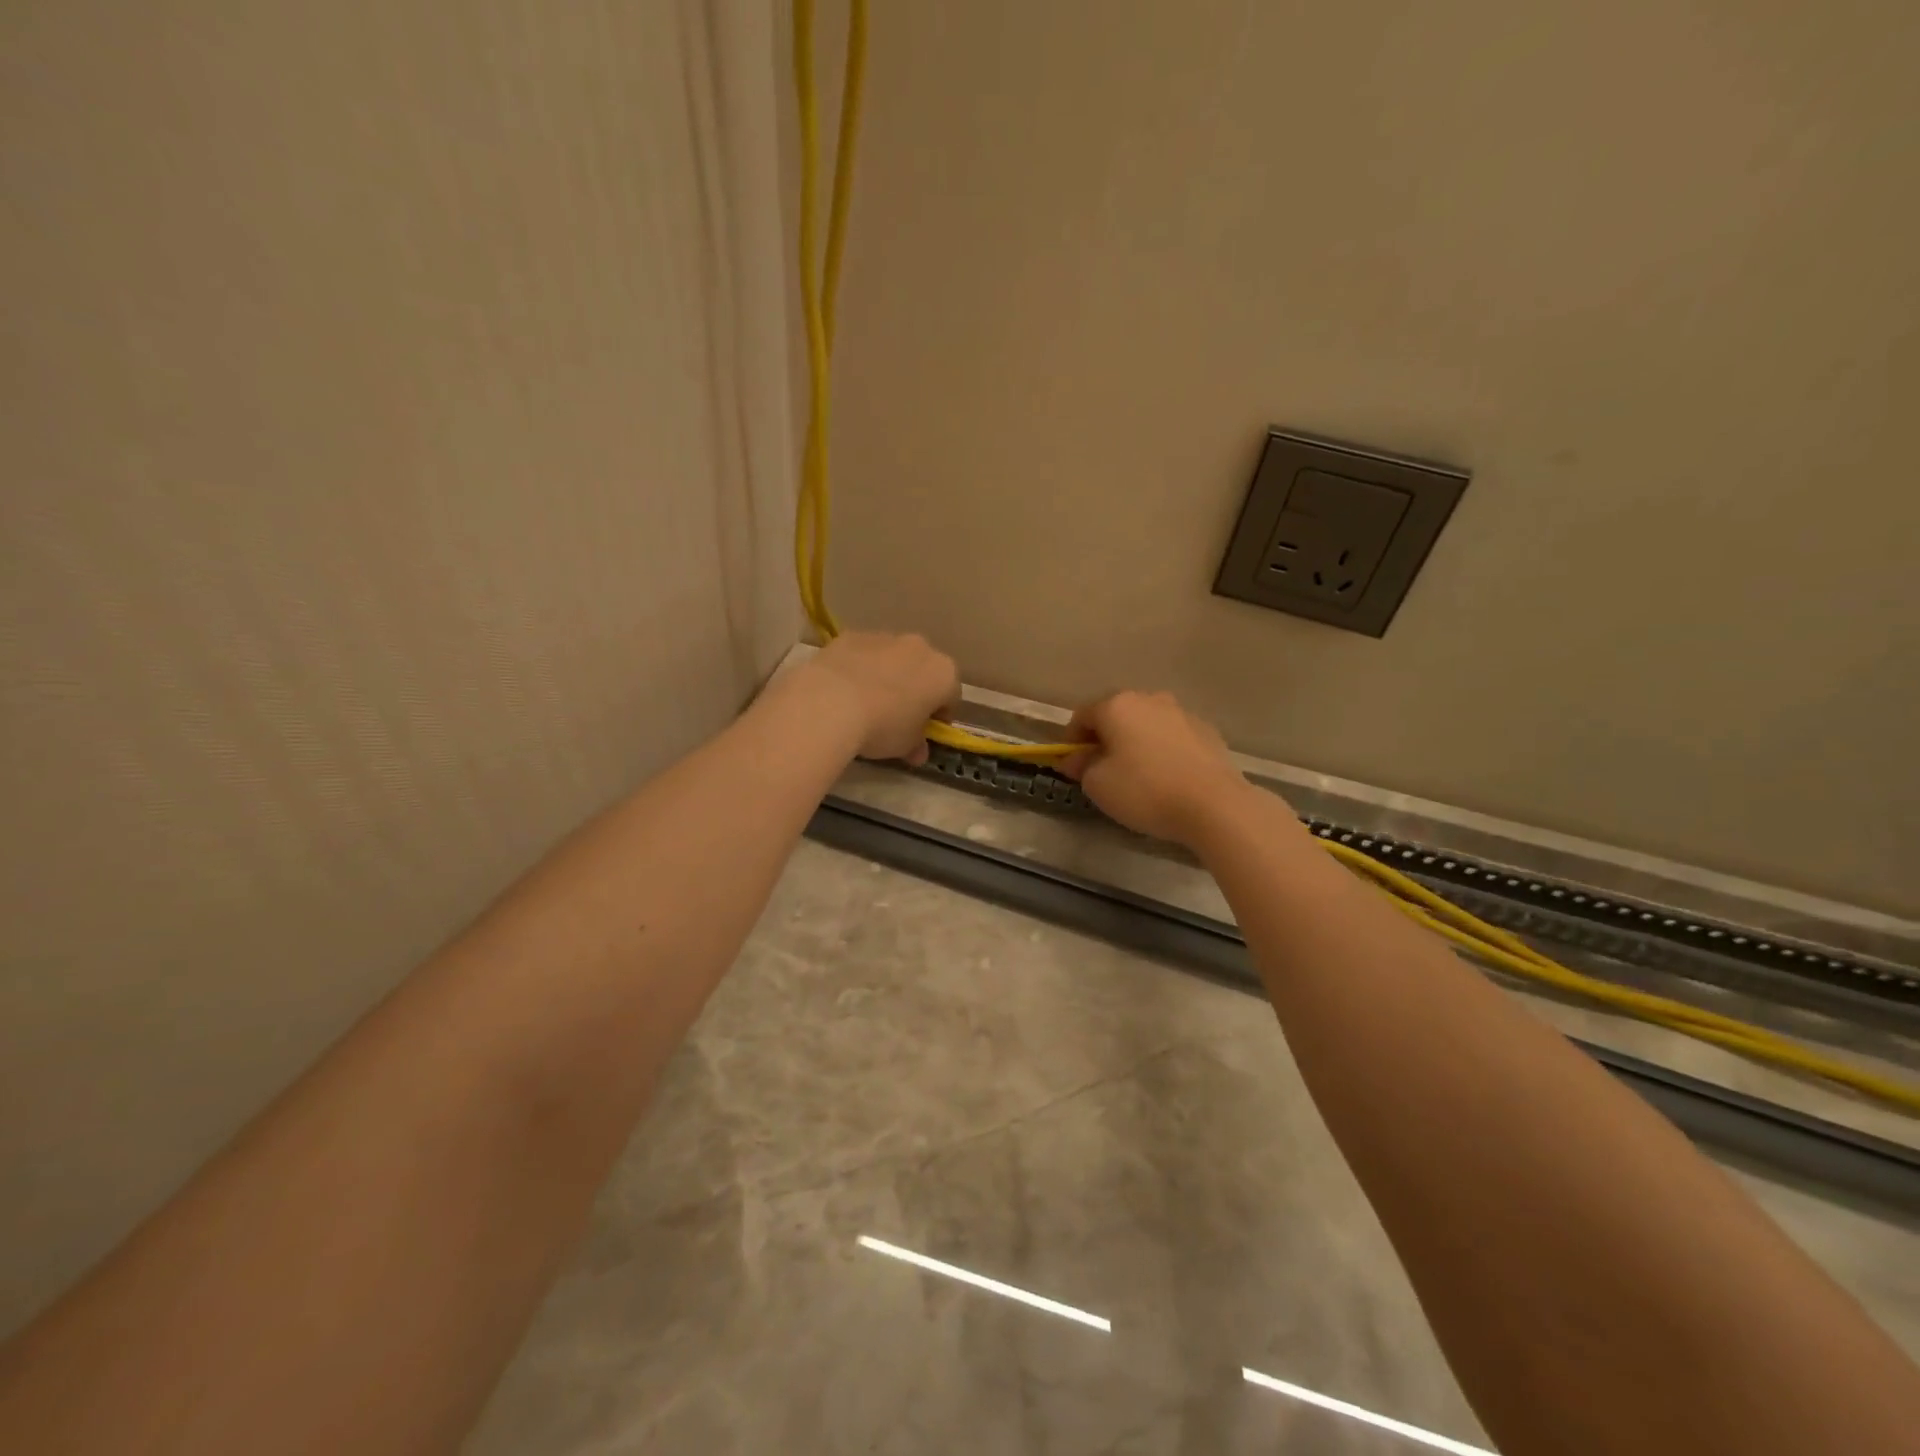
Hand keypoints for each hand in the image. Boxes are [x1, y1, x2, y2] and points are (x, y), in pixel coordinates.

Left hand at [802, 632, 958, 765]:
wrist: (830, 702)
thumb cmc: (883, 726)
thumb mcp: (905, 745)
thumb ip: (916, 745)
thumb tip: (917, 752)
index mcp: (943, 673)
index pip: (951, 696)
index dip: (939, 716)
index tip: (925, 732)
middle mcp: (919, 647)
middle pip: (923, 671)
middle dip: (914, 690)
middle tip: (897, 717)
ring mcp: (884, 637)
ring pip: (892, 659)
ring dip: (886, 676)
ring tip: (865, 703)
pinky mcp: (852, 636)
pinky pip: (862, 655)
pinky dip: (858, 668)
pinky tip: (842, 690)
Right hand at [1059, 691, 1252, 845]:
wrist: (1214, 805)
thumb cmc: (1145, 791)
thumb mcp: (1098, 785)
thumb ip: (1082, 766)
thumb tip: (1077, 758)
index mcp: (1117, 706)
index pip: (1082, 716)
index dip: (1071, 740)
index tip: (1072, 765)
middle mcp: (1149, 699)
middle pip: (1116, 715)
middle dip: (1105, 738)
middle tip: (1102, 770)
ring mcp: (1182, 713)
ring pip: (1146, 724)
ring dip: (1135, 742)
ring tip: (1137, 775)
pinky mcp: (1207, 731)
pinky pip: (1172, 737)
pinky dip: (1163, 750)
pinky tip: (1167, 777)